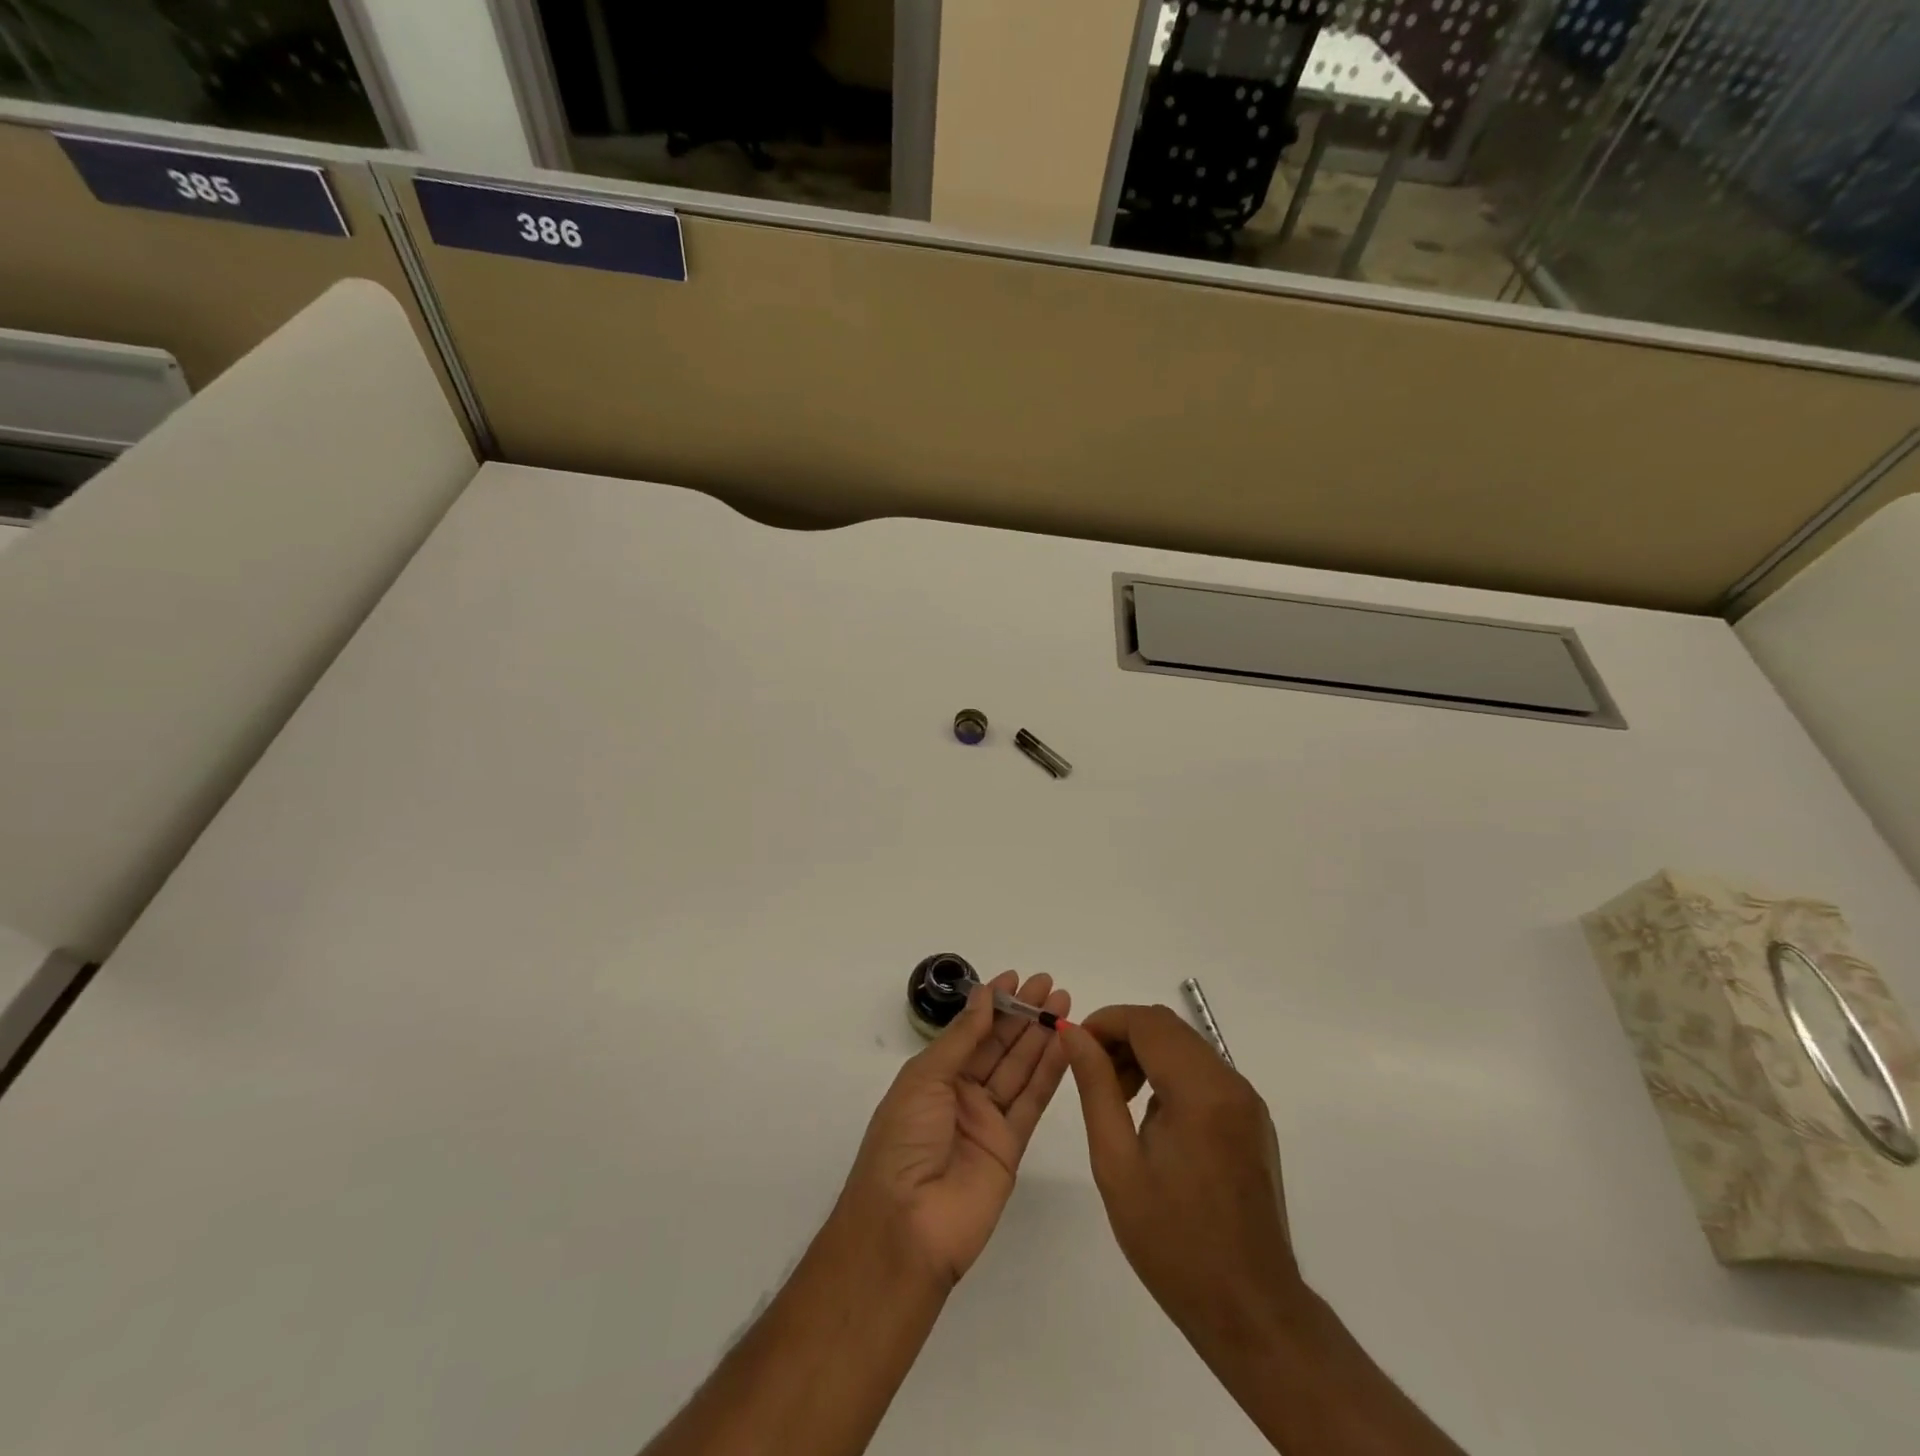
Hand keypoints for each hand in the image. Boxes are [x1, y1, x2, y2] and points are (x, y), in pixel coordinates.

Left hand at [841, 972, 1071, 1285]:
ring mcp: (987, 1121)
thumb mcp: (924, 1079)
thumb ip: (961, 1038)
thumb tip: (984, 995)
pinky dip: (1049, 1073)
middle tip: (1049, 984)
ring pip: (1019, 1069)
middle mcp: (961, 1094)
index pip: (970, 1030)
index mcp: (933, 1076)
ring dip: (1041, 1036)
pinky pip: (1031, 1102)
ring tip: (1064, 1004)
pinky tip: (1065, 1045)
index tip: (1016, 977)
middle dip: (1023, 1014)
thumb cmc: (903, 1141)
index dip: (993, 1003)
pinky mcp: (1011, 1148)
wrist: (906, 1227)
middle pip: (998, 1045)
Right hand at [1061, 1004, 1304, 1360]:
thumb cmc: (1173, 1242)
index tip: (1074, 1048)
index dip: (1105, 1022)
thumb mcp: (1117, 1163)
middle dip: (1123, 1037)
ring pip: (1187, 1047)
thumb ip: (1096, 1088)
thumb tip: (1074, 1034)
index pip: (1147, 1021)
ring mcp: (1248, 1102)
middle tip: (1093, 1077)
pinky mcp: (1253, 1121)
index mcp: (1200, 1091)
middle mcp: (1231, 1083)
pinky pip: (1205, 1074)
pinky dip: (1171, 1076)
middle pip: (1168, 1028)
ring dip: (1146, 1055)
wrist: (1250, 1310)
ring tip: (1118, 1101)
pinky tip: (1152, 1121)